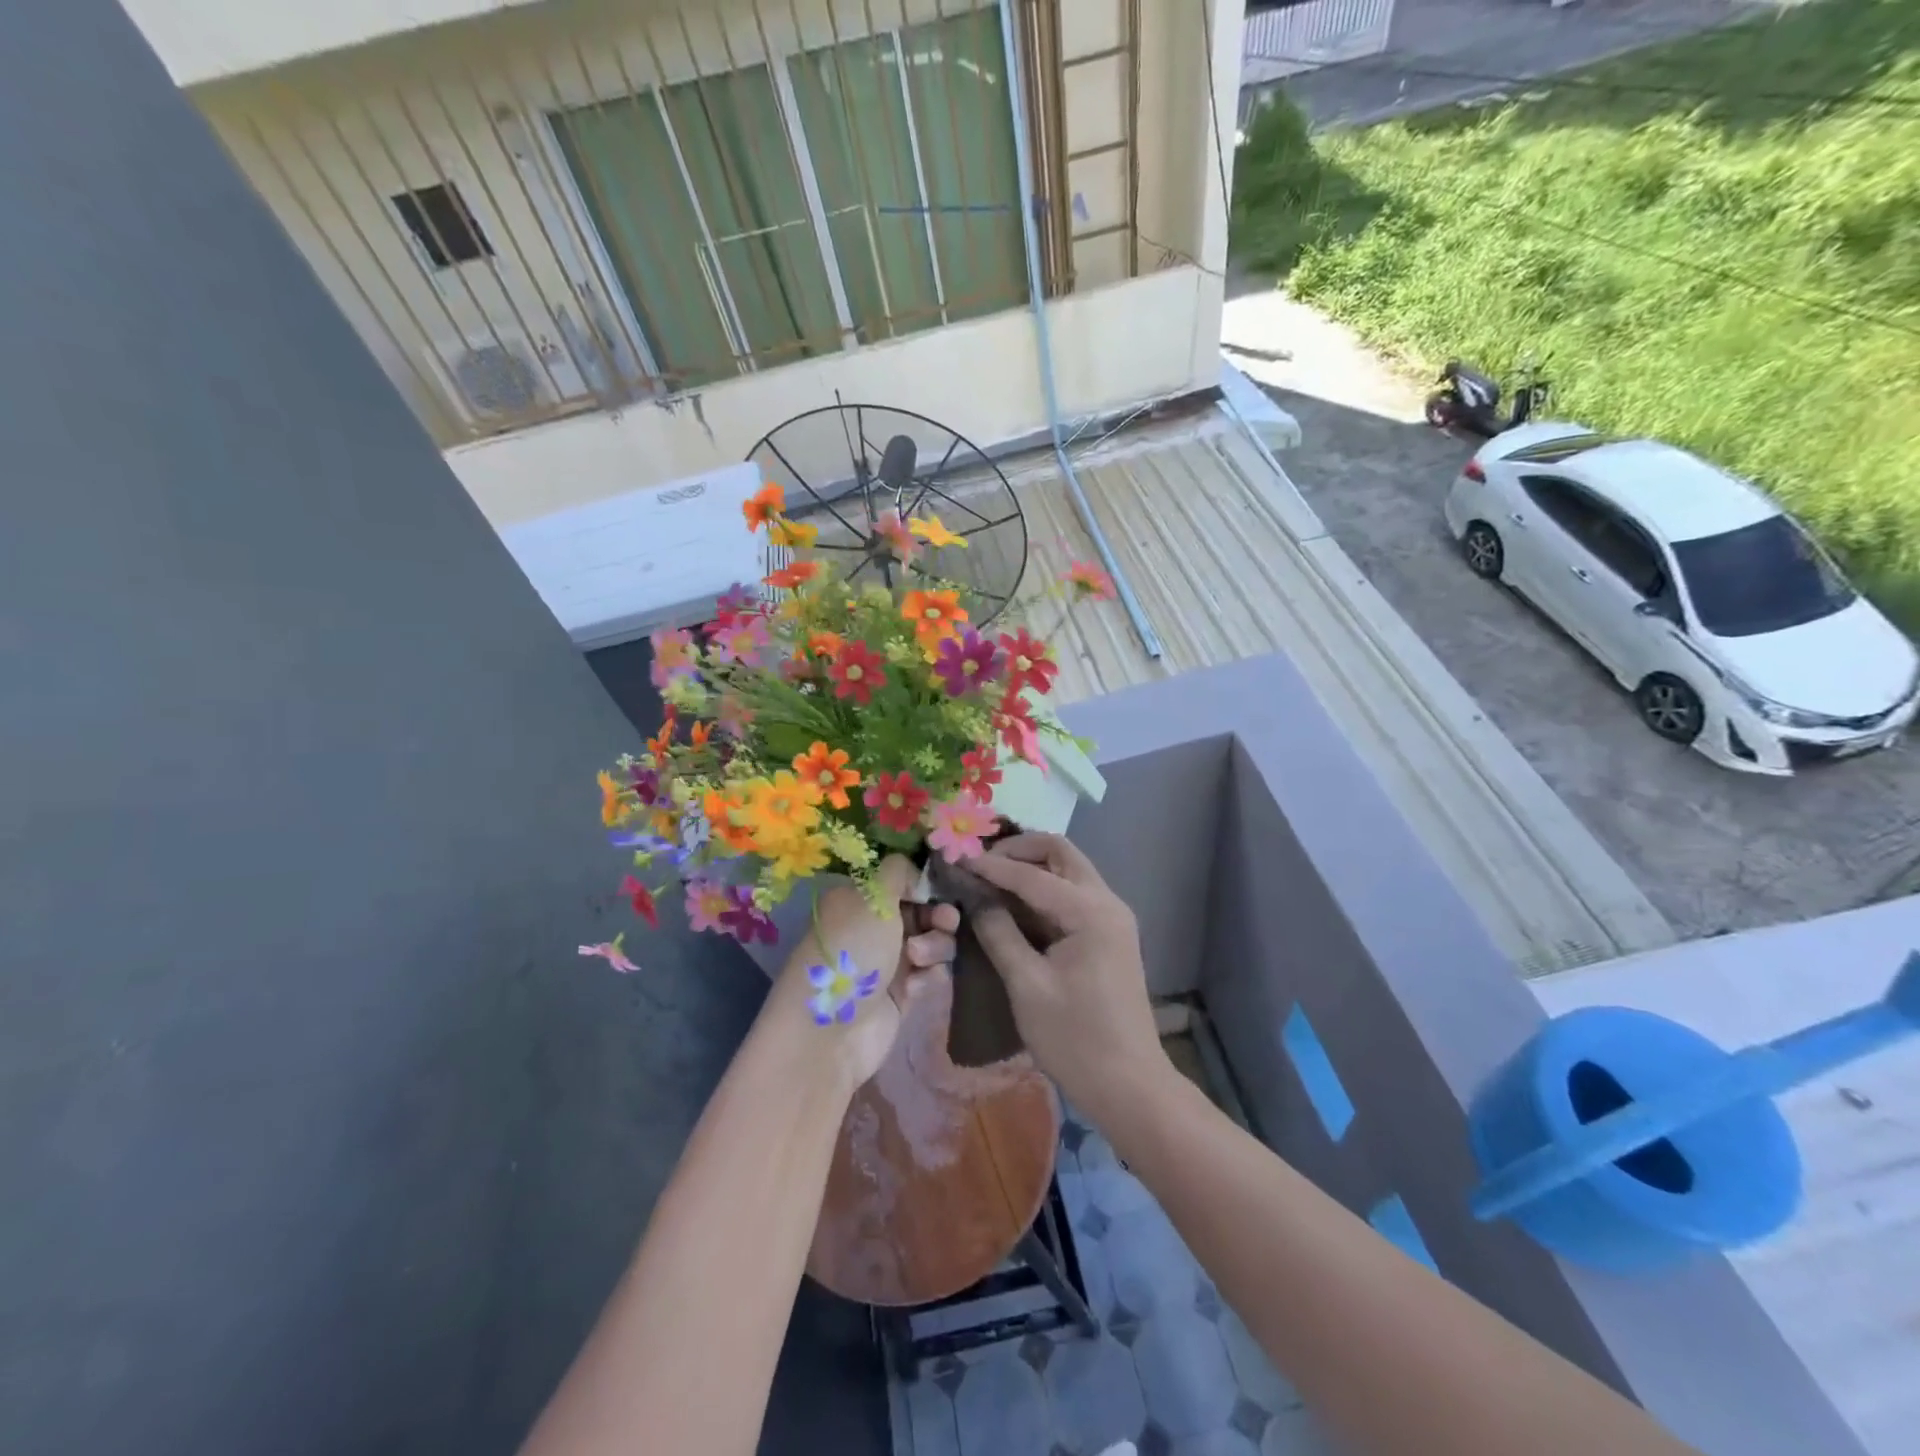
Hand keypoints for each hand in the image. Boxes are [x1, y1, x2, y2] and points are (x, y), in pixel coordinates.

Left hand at [770, 855, 958, 1087]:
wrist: (831, 1032)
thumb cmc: (851, 951)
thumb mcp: (873, 896)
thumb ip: (899, 871)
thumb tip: (917, 874)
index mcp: (857, 900)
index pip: (901, 881)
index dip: (923, 884)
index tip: (938, 890)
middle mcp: (872, 928)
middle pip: (922, 911)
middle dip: (937, 916)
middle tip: (944, 922)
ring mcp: (887, 963)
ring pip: (932, 942)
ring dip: (934, 946)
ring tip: (918, 960)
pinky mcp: (901, 996)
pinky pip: (930, 975)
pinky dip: (929, 977)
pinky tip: (916, 987)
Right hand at [966, 834, 1169, 1126]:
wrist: (1129, 1085)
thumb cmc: (1075, 1038)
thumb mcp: (1027, 985)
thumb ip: (999, 934)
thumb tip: (976, 899)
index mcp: (1090, 912)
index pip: (1032, 875)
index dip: (991, 866)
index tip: (956, 859)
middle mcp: (1107, 902)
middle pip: (1061, 852)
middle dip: (1018, 850)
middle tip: (980, 863)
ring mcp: (1112, 917)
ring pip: (1068, 869)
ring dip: (1031, 866)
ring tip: (990, 878)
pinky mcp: (1109, 934)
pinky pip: (1073, 893)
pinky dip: (1043, 888)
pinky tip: (1015, 904)